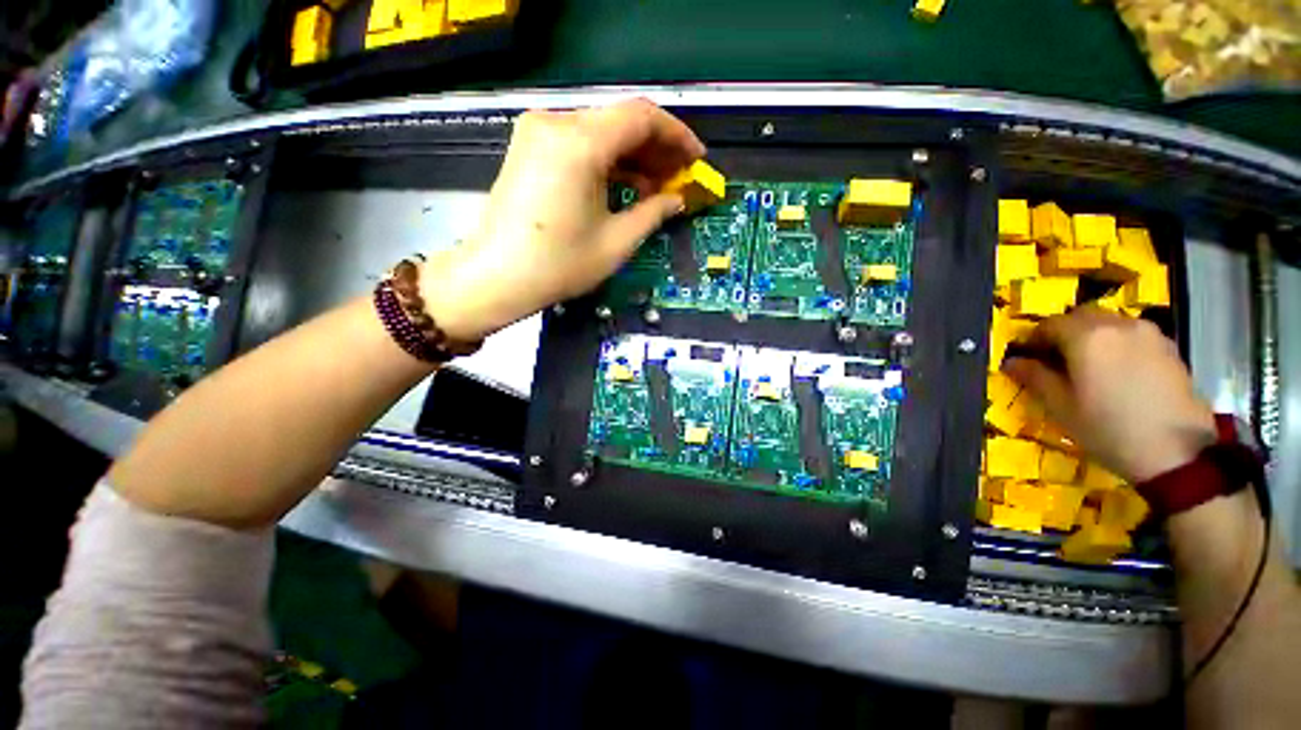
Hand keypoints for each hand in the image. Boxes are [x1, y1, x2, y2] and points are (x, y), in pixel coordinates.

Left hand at [420, 99, 704, 341]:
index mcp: (580, 143)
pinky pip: (580, 143)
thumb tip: (676, 199)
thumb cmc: (559, 265)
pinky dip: (607, 160)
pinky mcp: (530, 147)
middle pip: (620, 121)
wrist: (497, 277)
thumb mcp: (616, 242)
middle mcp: (556, 123)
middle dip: (656, 148)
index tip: (695, 159)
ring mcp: (538, 132)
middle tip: (679, 177)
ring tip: (656, 186)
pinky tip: (624, 184)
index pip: (641, 117)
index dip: (676, 136)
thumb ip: (653, 212)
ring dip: (633, 156)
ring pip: (601, 131)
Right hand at [1003, 307, 1215, 482]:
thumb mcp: (1061, 407)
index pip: (1049, 325)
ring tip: (1090, 367)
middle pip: (1082, 316)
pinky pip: (1133, 335)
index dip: (1034, 340)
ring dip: (1093, 336)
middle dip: (1064, 332)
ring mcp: (1148, 334)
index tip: (1028, 359)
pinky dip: (1118, 344)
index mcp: (1086, 337)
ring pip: (1110, 323)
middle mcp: (1117, 325)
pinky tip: (1119, 372)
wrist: (1177, 453)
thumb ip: (1035, 377)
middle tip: (1056, 360)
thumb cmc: (1108, 428)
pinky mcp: (1169, 348)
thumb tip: (1012, 362)